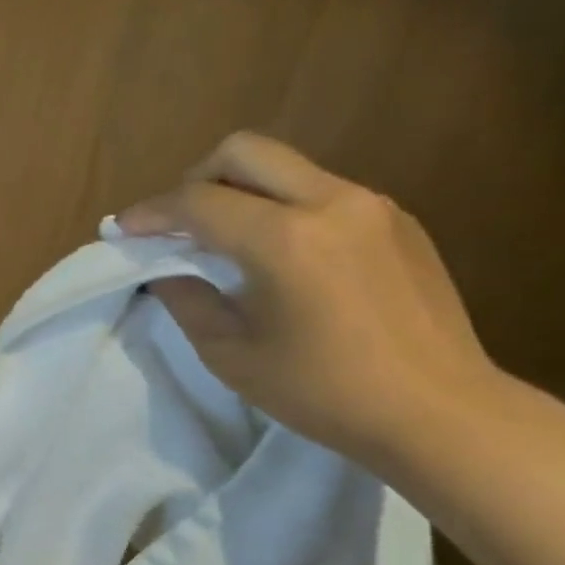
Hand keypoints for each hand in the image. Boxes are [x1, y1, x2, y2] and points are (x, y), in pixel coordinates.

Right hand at [119, 132, 503, 469]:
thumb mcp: (234, 357)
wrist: (439, 413)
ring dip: (243, 192)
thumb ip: (190, 302)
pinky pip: (324, 193)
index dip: (152, 212)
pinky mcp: (398, 220)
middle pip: (244, 151)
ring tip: (229, 242)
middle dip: (196, 178)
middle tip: (178, 223)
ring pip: (286, 168)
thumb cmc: (326, 394)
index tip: (124, 228)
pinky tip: (286, 259)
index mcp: (285, 240)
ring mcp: (371, 205)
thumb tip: (167, 272)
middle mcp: (330, 202)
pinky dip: (286, 209)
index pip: (198, 202)